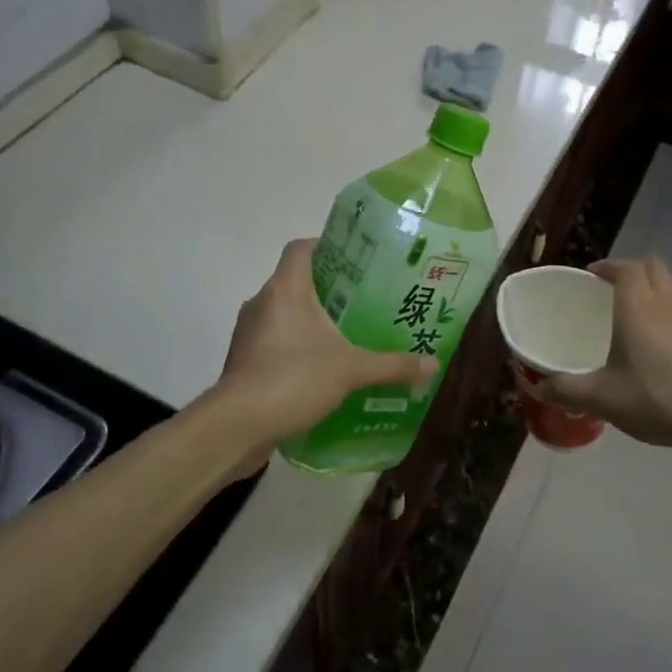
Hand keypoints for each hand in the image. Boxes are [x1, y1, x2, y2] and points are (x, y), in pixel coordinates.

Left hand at [217, 239, 436, 450]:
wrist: (238, 425)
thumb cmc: (294, 379)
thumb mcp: (352, 371)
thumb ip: (393, 366)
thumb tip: (434, 364)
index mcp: (285, 289)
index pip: (301, 248)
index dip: (326, 246)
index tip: (355, 260)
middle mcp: (262, 302)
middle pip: (295, 281)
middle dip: (328, 290)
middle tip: (363, 301)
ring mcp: (248, 332)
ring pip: (283, 313)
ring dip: (310, 321)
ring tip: (346, 336)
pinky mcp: (243, 360)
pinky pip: (274, 341)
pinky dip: (295, 347)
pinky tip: (321, 369)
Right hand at [522, 258, 671, 453]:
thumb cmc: (659, 399)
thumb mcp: (603, 399)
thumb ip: (567, 390)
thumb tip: (538, 387)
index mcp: (638, 309)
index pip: (626, 269)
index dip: (608, 266)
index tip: (592, 275)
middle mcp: (667, 304)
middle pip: (653, 267)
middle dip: (632, 270)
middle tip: (612, 289)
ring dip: (657, 284)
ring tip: (640, 305)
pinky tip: (664, 339)